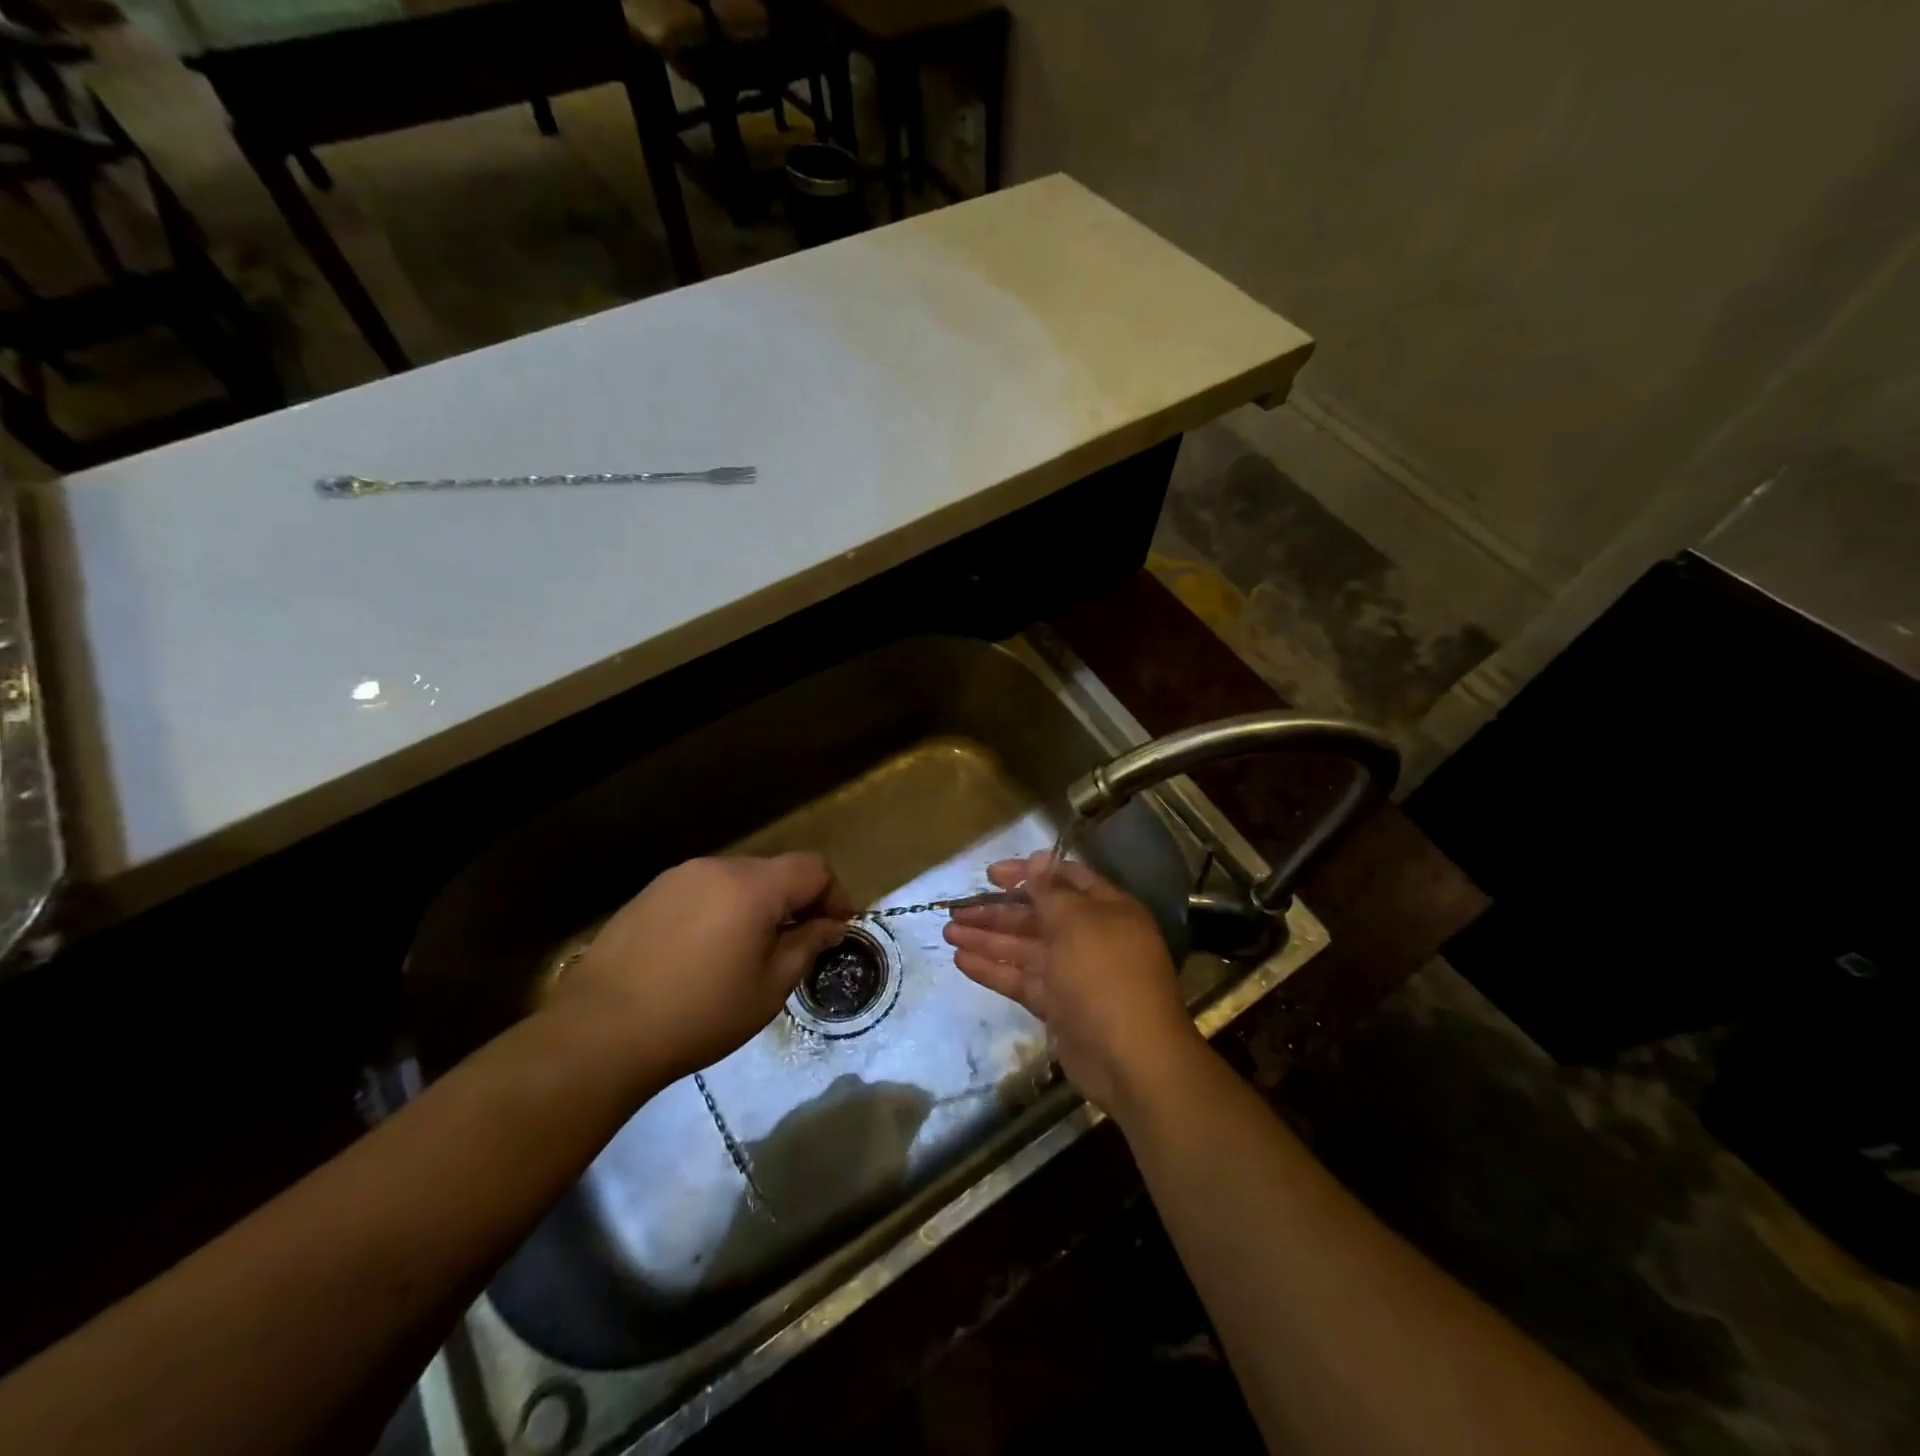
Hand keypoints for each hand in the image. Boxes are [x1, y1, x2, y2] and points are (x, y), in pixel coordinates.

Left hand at [553, 853, 853, 1086]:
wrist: (599, 1032)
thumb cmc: (699, 1014)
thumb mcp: (768, 988)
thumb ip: (807, 946)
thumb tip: (831, 925)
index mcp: (753, 886)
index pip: (813, 868)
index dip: (835, 895)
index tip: (837, 930)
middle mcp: (717, 868)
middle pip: (775, 871)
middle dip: (796, 902)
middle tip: (798, 945)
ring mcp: (678, 878)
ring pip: (738, 881)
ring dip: (757, 906)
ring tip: (750, 952)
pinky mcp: (649, 895)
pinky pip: (703, 892)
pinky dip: (721, 911)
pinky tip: (706, 953)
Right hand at [943, 852, 1203, 1116]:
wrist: (1130, 1058)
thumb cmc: (1104, 974)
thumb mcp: (1077, 921)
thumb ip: (1051, 890)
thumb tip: (1038, 858)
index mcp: (1106, 909)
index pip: (1064, 879)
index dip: (1028, 873)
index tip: (990, 875)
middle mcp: (1091, 937)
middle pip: (1038, 916)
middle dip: (997, 911)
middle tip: (956, 910)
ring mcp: (1074, 974)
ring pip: (1025, 948)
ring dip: (988, 939)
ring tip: (948, 933)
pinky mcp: (1059, 1006)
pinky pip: (1022, 979)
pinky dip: (994, 970)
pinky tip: (961, 961)